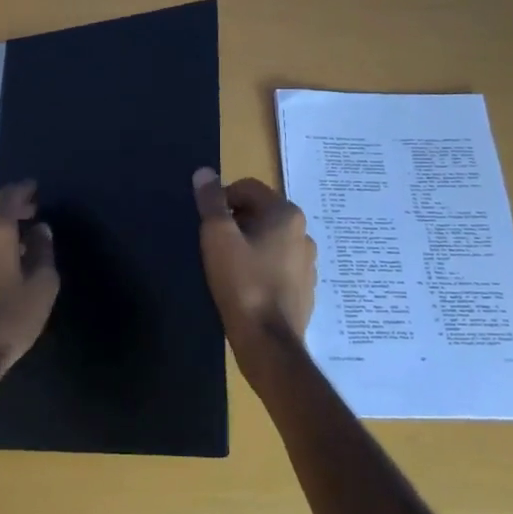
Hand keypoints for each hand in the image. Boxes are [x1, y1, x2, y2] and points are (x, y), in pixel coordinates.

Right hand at [192, 168, 316, 367]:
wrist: (269, 342)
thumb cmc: (242, 283)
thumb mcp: (218, 237)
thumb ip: (210, 201)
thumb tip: (204, 172)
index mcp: (286, 214)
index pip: (248, 187)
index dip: (222, 199)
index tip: (206, 223)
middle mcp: (303, 232)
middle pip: (260, 212)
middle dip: (235, 221)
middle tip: (214, 245)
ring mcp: (308, 262)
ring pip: (270, 239)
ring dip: (249, 244)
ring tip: (228, 267)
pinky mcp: (305, 287)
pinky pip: (278, 265)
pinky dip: (262, 266)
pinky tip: (246, 286)